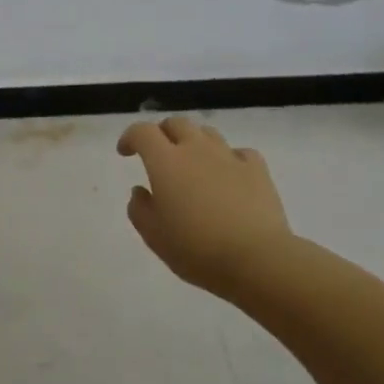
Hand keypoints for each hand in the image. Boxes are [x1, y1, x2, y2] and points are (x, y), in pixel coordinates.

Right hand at [118, 117, 294, 297]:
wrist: (257, 259)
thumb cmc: (196, 249)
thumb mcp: (154, 236)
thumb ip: (140, 209)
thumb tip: (140, 191)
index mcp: (166, 162)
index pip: (142, 132)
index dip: (130, 137)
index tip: (125, 152)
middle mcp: (196, 149)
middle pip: (176, 123)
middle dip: (163, 133)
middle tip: (159, 154)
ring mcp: (229, 156)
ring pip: (207, 133)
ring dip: (194, 142)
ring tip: (193, 164)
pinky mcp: (257, 169)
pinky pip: (239, 152)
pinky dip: (228, 158)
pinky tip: (228, 175)